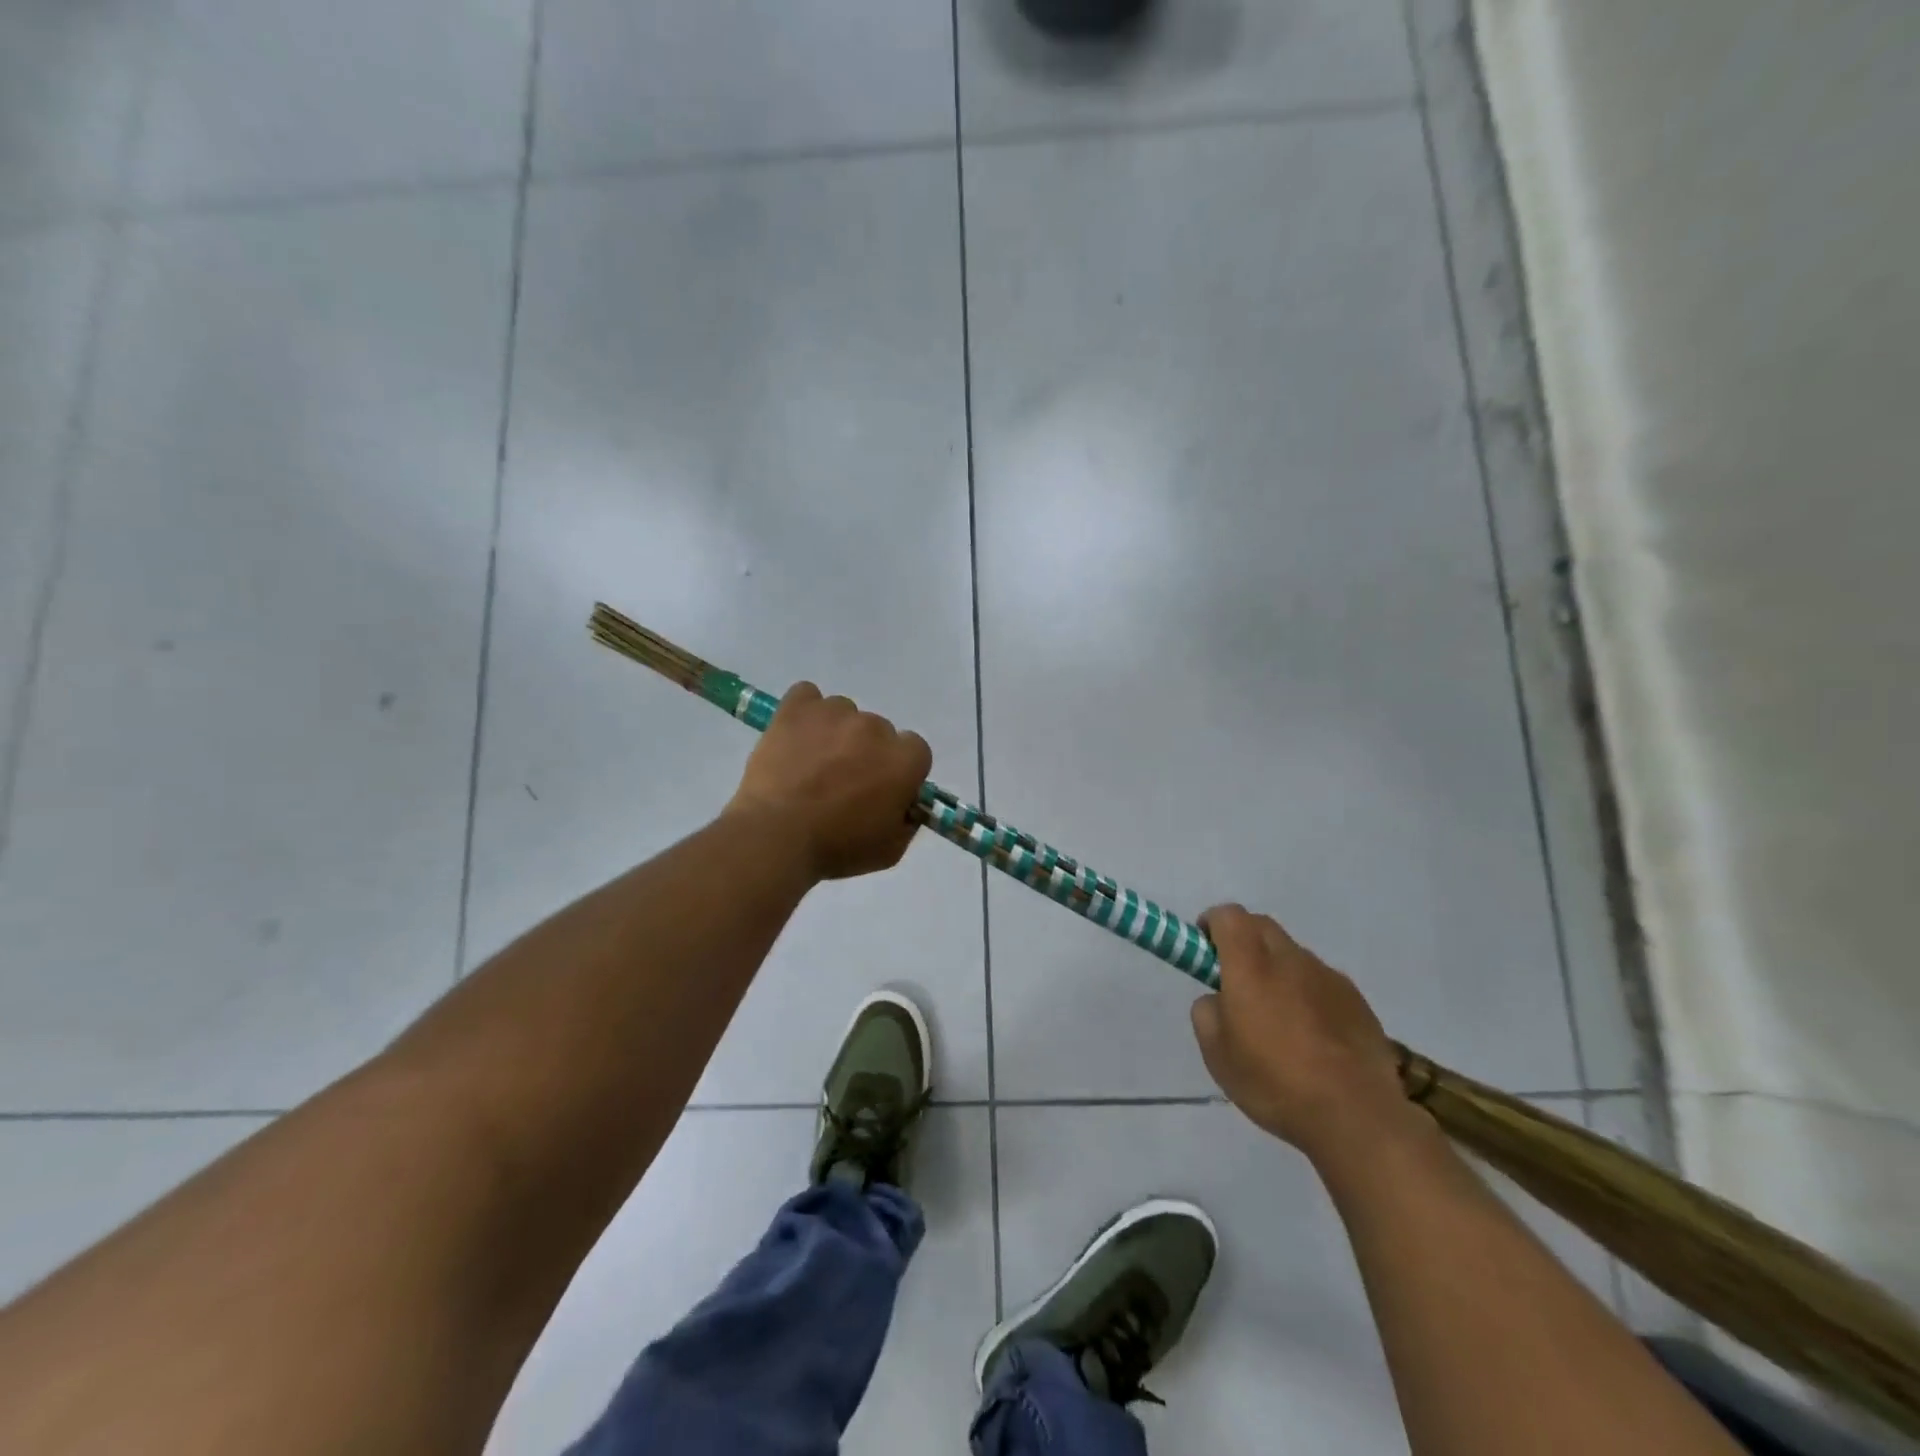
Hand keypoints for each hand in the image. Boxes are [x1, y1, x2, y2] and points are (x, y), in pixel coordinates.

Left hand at [725, 682, 932, 881]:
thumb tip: (905, 805)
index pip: (915, 751)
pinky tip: (796, 735)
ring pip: (844, 714)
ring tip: (811, 763)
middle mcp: (876, 728)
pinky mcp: (798, 707)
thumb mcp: (889, 850)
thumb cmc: (836, 848)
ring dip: (835, 733)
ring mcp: (836, 712)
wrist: (775, 836)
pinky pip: (807, 696)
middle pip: (879, 732)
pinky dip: (804, 712)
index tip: (881, 790)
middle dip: (866, 753)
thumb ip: (907, 821)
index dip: (898, 771)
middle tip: (842, 783)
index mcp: (904, 760)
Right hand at [1190, 905, 1420, 1166]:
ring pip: (1292, 954)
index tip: (1204, 953)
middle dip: (1243, 941)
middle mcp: (1290, 959)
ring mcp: (1327, 977)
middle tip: (1236, 981)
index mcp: (1250, 965)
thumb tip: (1218, 998)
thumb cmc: (1274, 1082)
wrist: (1355, 1116)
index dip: (1211, 925)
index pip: (1227, 916)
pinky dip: (1307, 993)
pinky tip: (1312, 1036)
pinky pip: (1321, 981)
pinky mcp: (1356, 999)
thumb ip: (1207, 1011)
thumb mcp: (1216, 1054)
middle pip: (1261, 926)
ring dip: (1277, 969)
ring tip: (1278, 1018)